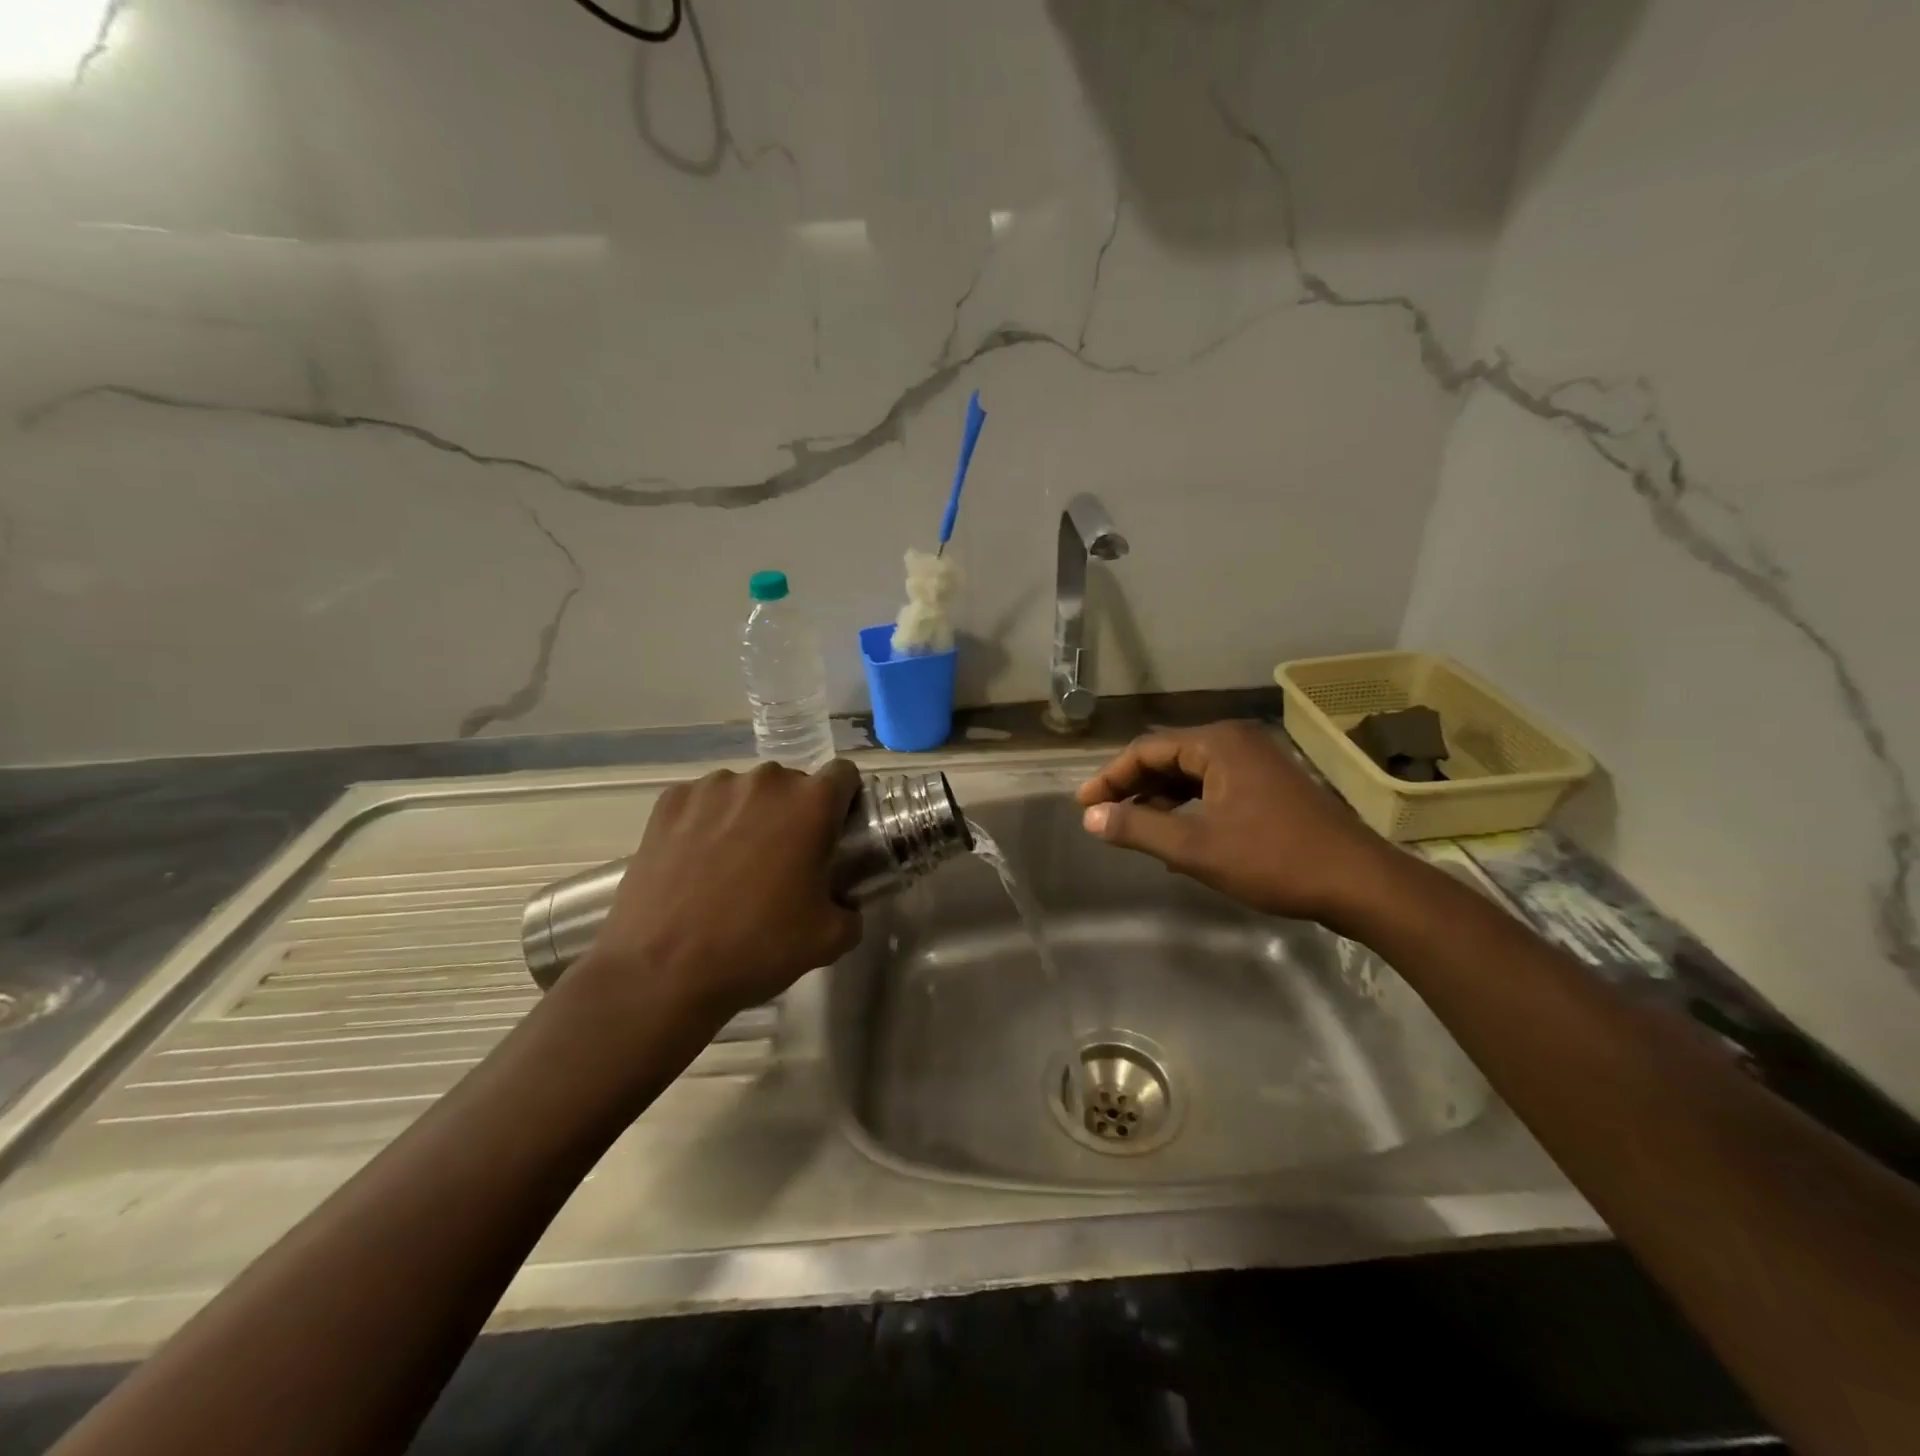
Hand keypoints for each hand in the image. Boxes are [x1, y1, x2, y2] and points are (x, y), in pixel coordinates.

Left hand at [574, 759, 864, 1022]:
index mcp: (811, 804)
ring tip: (733, 863)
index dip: (845, 801)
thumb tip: (844, 902)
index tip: (835, 832)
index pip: (844, 774)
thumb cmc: (757, 947)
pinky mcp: (670, 801)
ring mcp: (712, 787)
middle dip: (794, 813)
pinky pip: (703, 801)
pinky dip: (707, 821)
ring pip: (746, 791)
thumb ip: (851, 908)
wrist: (661, 970)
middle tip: (784, 860)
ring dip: (750, 815)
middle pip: (793, 784)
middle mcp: (765, 781)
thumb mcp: (830, 939)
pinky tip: (696, 862)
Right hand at [1076, 721, 1401, 929]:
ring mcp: (1257, 762)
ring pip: (1191, 773)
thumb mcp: (1195, 847)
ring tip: (1133, 827)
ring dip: (1159, 798)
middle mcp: (1236, 742)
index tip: (1082, 805)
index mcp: (1218, 743)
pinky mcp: (1270, 784)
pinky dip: (1188, 806)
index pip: (1146, 750)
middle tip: (1101, 815)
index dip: (1109, 777)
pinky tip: (1175, 836)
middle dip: (1132, 786)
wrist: (1359, 882)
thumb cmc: (1273, 859)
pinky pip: (1213, 786)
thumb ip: (1138, 827)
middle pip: (1168, 756)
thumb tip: (1091, 816)